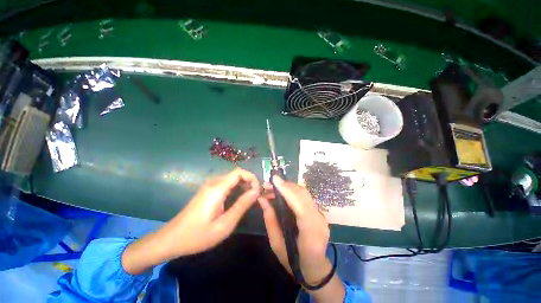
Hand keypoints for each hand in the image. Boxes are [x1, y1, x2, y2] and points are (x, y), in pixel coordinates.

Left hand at [122, 168, 259, 273]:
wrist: (171, 239)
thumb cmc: (198, 236)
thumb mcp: (224, 224)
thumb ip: (242, 205)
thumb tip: (256, 191)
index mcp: (217, 189)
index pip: (239, 172)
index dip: (252, 177)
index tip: (258, 190)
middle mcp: (213, 183)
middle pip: (236, 174)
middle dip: (249, 182)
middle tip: (256, 196)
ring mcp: (209, 186)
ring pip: (231, 178)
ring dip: (243, 185)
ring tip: (250, 198)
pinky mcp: (207, 190)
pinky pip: (226, 184)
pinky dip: (235, 188)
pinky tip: (238, 200)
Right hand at [258, 177, 329, 282]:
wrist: (316, 268)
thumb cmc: (294, 262)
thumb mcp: (276, 244)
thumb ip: (270, 220)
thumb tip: (262, 199)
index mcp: (310, 232)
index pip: (300, 205)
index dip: (287, 190)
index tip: (274, 179)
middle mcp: (319, 220)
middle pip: (303, 195)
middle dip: (285, 186)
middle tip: (268, 184)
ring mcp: (321, 215)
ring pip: (304, 193)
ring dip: (288, 187)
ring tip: (272, 188)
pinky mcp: (319, 212)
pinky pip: (305, 197)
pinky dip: (292, 192)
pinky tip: (282, 193)